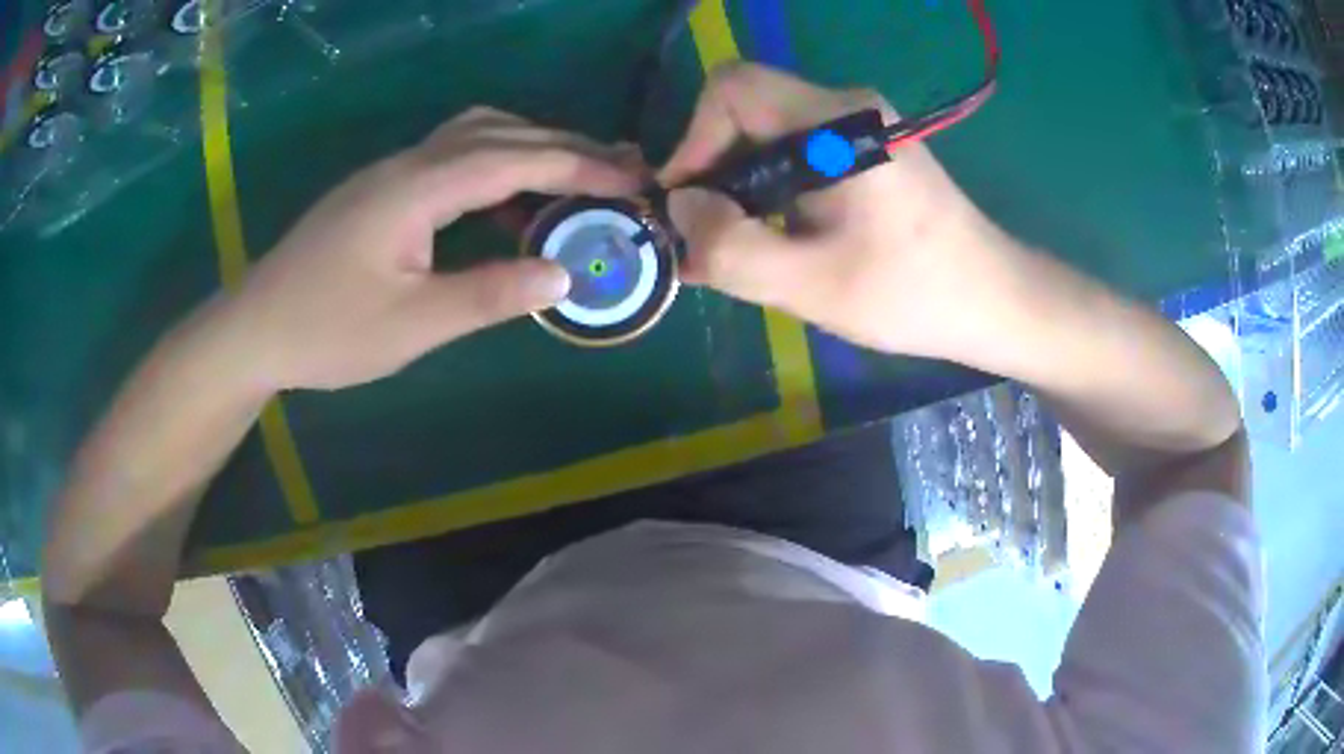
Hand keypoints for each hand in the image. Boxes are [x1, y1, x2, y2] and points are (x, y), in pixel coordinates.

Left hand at [214, 108, 644, 390]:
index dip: (578, 167)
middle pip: (501, 132)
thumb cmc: (327, 330)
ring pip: (476, 135)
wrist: (255, 328)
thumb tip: (563, 273)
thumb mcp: (412, 325)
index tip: (632, 180)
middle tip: (622, 169)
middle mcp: (409, 163)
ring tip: (577, 176)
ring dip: (532, 147)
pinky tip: (510, 197)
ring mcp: (393, 172)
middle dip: (566, 147)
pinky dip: (498, 164)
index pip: (515, 158)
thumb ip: (489, 294)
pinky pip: (455, 156)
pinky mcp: (383, 190)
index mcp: (417, 187)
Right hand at [660, 63, 1022, 359]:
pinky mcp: (863, 148)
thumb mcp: (812, 285)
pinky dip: (766, 187)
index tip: (688, 203)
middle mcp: (845, 105)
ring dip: (737, 183)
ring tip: (732, 245)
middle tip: (705, 235)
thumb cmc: (913, 294)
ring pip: (765, 132)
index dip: (693, 138)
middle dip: (713, 168)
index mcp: (837, 122)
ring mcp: (857, 125)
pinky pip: (793, 150)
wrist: (991, 298)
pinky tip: (768, 236)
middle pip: (745, 109)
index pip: (733, 88)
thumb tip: (679, 206)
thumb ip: (731, 247)